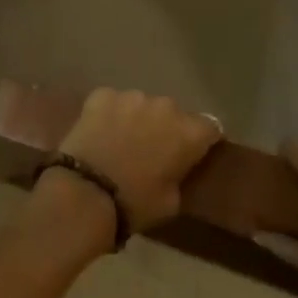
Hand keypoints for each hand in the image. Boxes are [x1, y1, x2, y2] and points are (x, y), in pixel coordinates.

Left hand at [54, 88, 222, 232]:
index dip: (203, 140)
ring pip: (141, 104)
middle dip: (167, 127)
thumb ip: (180, 174)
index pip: (210, 127)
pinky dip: (110, 113)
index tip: (194, 153)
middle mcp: (164, 106)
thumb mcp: (172, 200)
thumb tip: (175, 166)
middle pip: (173, 112)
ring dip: (137, 118)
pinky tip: (101, 132)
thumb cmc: (136, 203)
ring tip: (123, 140)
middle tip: (153, 149)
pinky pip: (112, 101)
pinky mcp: (102, 94)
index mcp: (188, 132)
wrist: (87, 191)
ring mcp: (131, 96)